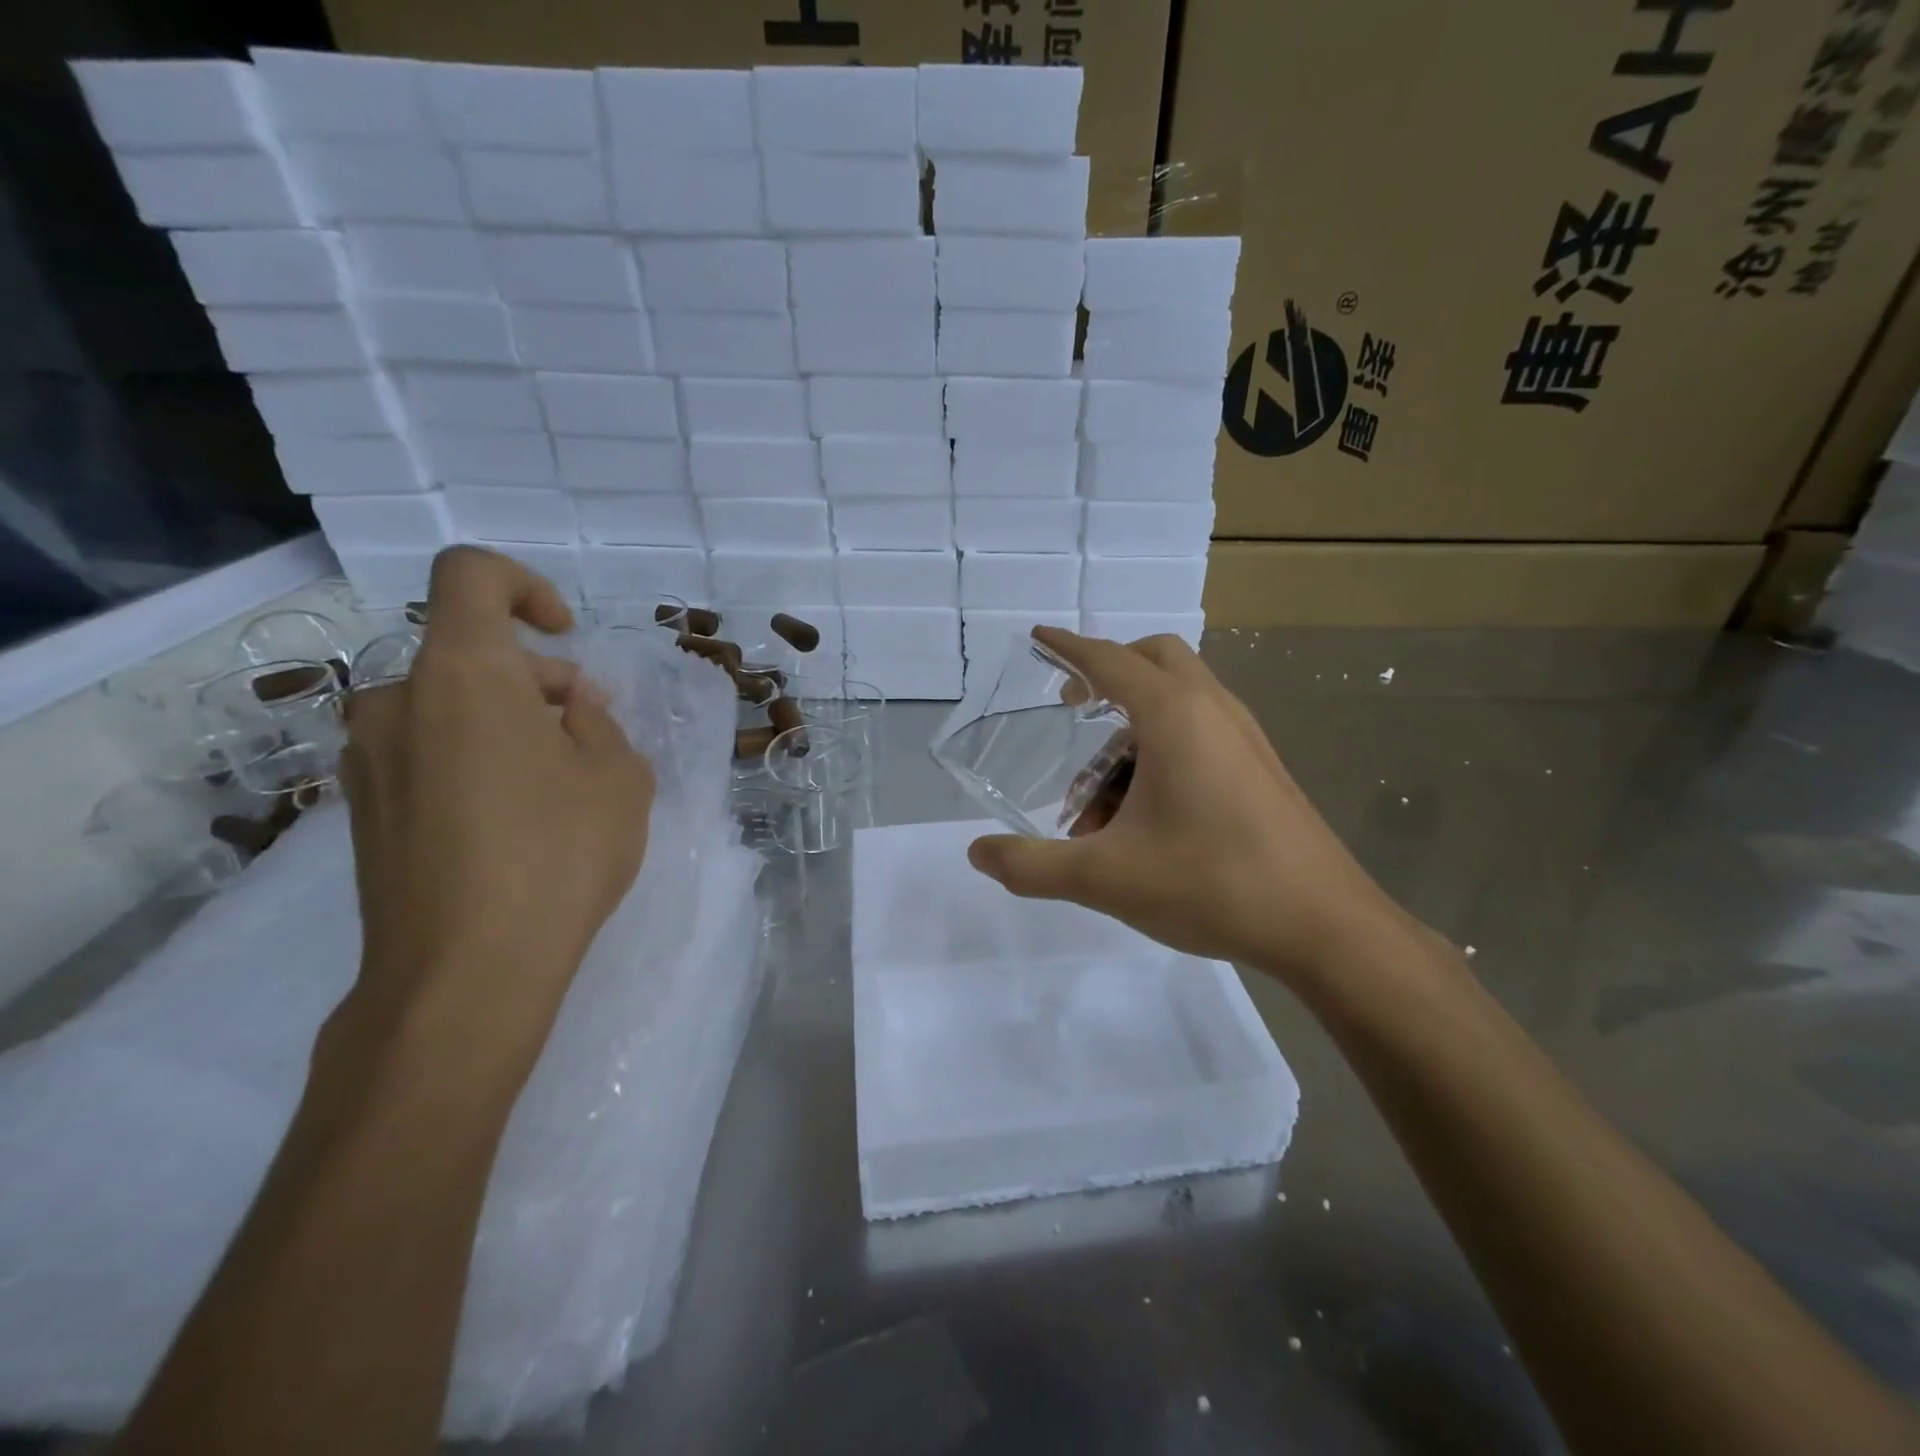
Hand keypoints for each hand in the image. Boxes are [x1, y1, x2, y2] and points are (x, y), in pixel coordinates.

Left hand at [335, 548, 654, 1080]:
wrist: (465, 972)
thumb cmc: (558, 854)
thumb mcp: (618, 775)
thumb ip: (597, 721)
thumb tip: (566, 707)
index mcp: (462, 674)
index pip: (471, 576)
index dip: (525, 587)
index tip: (564, 636)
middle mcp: (396, 701)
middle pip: (468, 652)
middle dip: (535, 679)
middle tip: (588, 734)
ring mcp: (369, 759)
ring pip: (447, 705)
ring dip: (505, 721)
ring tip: (557, 784)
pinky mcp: (363, 811)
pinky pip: (425, 752)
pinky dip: (473, 759)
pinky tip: (513, 820)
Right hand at [967, 629, 1405, 986]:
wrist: (1325, 926)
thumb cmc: (1211, 884)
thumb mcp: (1105, 878)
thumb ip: (1033, 865)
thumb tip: (977, 854)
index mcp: (1174, 715)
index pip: (1108, 659)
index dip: (1067, 647)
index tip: (1038, 638)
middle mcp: (1213, 709)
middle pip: (1154, 660)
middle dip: (1107, 675)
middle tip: (1073, 713)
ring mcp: (1244, 737)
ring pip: (1177, 702)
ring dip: (1130, 732)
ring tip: (1098, 803)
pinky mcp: (1260, 767)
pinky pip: (1200, 733)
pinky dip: (1161, 752)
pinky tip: (1144, 817)